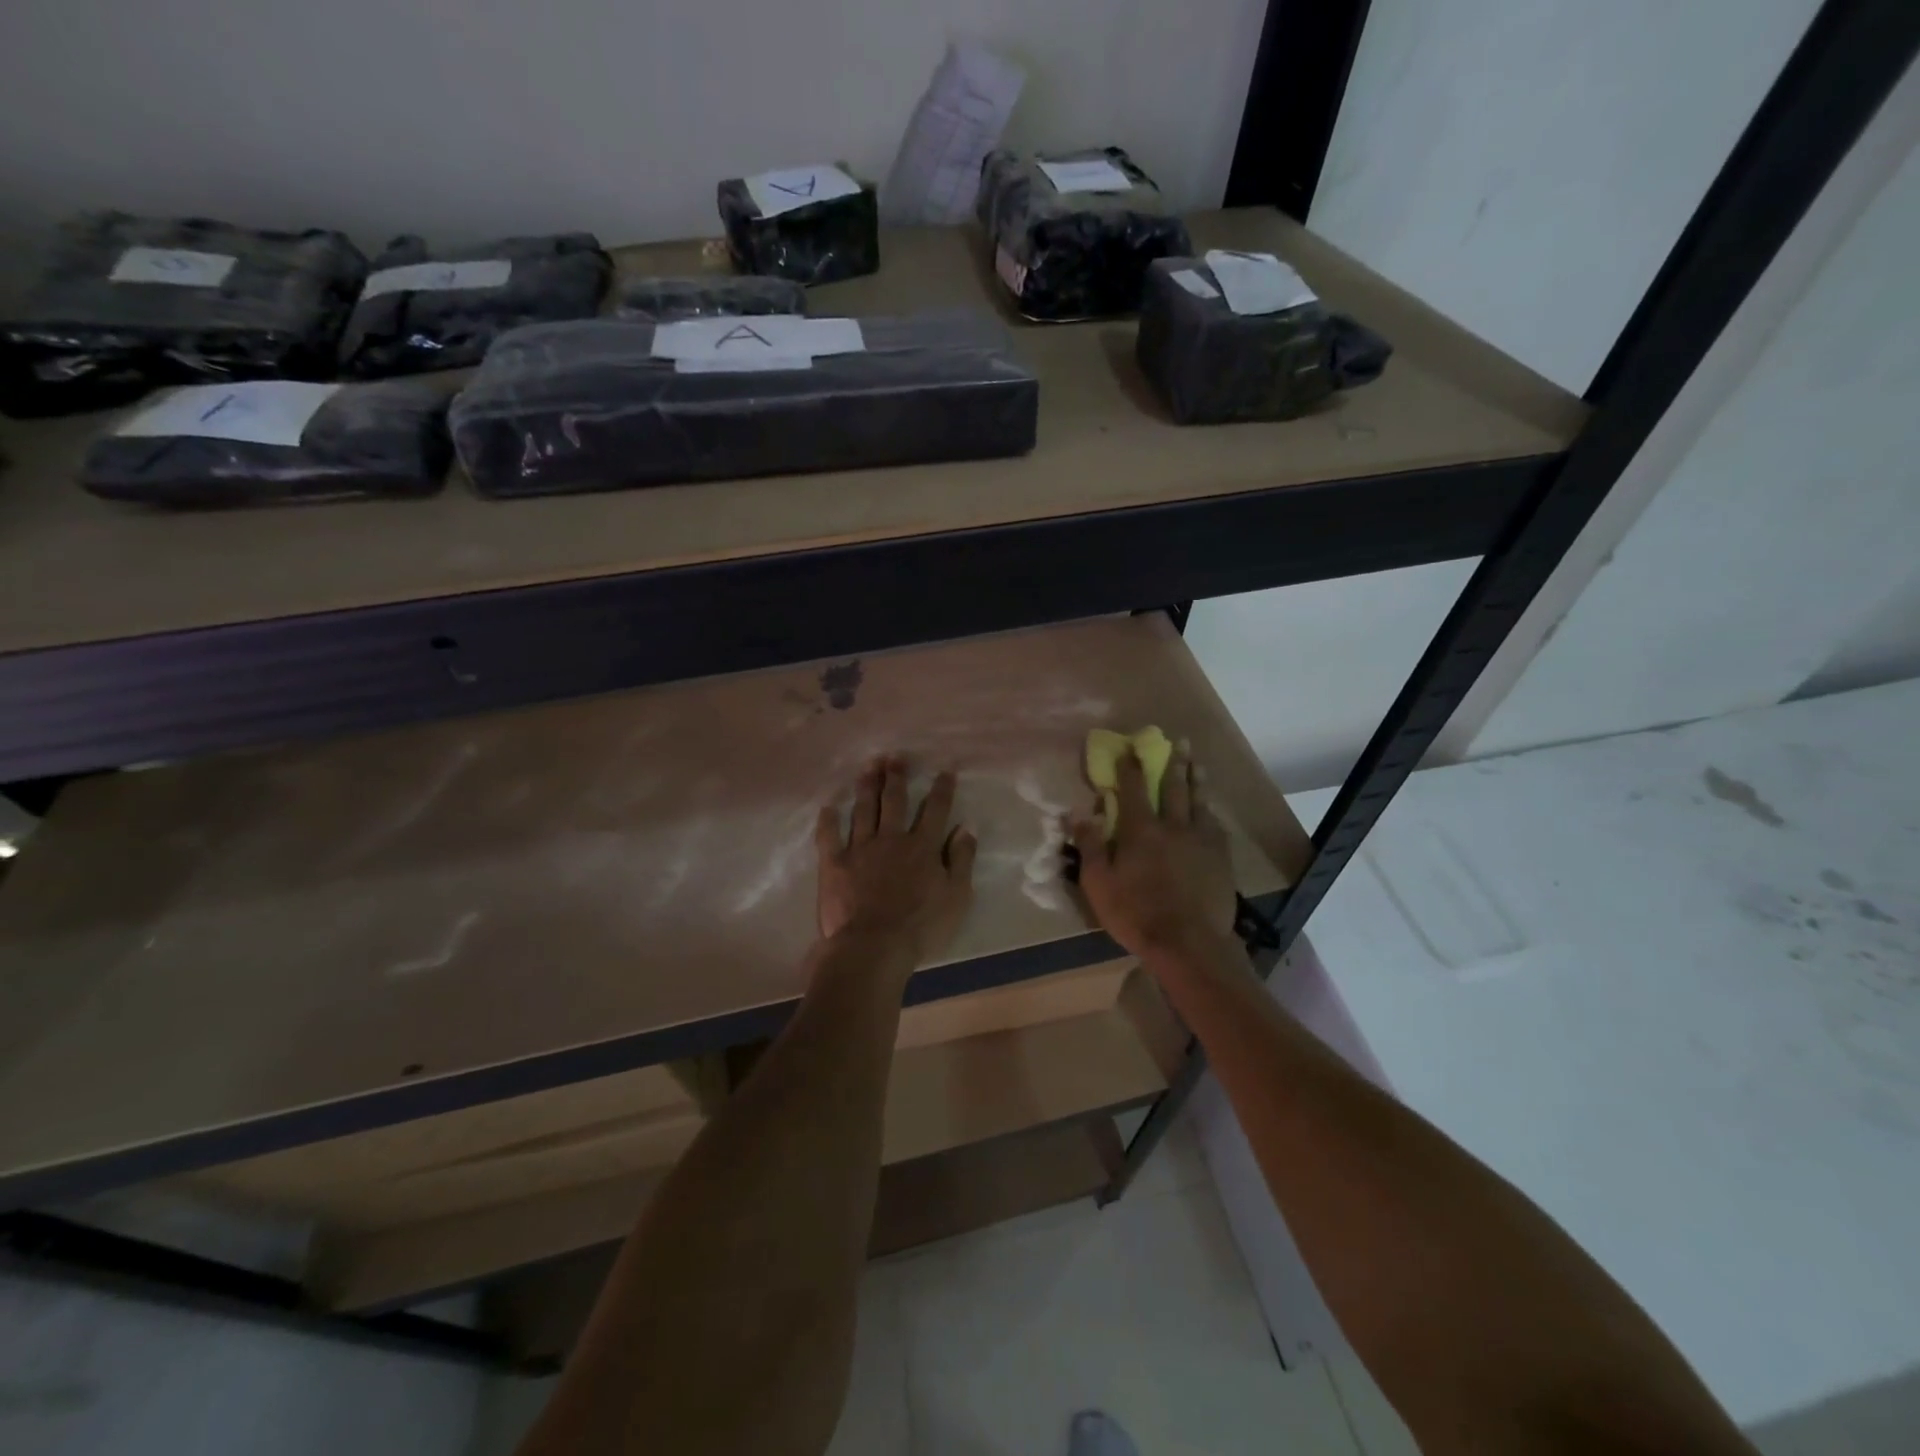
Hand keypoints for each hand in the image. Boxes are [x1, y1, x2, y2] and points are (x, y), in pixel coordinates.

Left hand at [815, 755, 976, 965]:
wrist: (873, 947)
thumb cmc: (921, 927)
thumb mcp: (956, 896)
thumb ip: (961, 859)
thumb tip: (966, 827)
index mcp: (922, 846)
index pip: (935, 810)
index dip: (941, 788)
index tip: (945, 770)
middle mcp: (891, 839)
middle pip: (894, 801)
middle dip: (896, 776)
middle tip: (895, 757)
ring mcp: (860, 849)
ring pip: (863, 810)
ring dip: (866, 786)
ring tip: (868, 766)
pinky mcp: (834, 864)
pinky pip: (829, 836)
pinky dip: (828, 820)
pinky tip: (828, 807)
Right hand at [1070, 747, 1236, 959]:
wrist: (1189, 944)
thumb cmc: (1136, 914)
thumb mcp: (1099, 884)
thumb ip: (1090, 846)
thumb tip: (1078, 813)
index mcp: (1141, 830)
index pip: (1134, 788)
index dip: (1129, 766)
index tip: (1128, 747)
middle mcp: (1173, 826)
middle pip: (1174, 787)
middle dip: (1173, 762)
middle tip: (1178, 741)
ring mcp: (1201, 841)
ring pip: (1199, 801)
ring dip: (1196, 779)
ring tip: (1197, 762)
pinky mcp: (1220, 858)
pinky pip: (1215, 825)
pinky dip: (1210, 811)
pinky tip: (1211, 809)